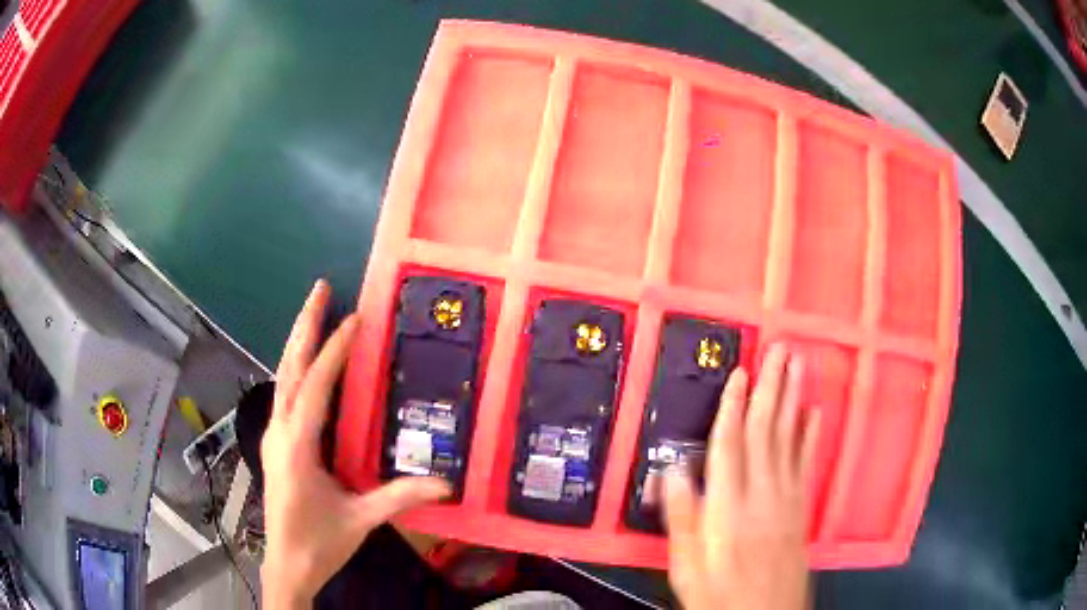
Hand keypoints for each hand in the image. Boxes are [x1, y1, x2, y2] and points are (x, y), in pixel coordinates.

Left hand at [261, 280, 449, 608]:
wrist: (286, 565)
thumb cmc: (318, 543)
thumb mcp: (360, 520)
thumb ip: (399, 497)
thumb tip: (445, 483)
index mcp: (296, 447)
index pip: (316, 386)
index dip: (335, 350)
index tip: (354, 318)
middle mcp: (279, 431)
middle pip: (289, 367)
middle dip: (304, 325)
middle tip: (320, 288)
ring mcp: (273, 435)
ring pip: (283, 376)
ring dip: (298, 341)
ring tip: (315, 311)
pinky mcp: (276, 443)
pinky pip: (286, 393)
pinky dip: (298, 366)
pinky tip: (309, 362)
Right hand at [664, 344, 819, 609]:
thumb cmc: (721, 596)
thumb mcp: (687, 568)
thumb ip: (682, 520)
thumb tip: (671, 472)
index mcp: (730, 510)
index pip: (730, 446)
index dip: (733, 406)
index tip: (739, 372)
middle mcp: (763, 496)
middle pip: (767, 432)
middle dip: (772, 387)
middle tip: (780, 349)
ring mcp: (788, 499)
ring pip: (790, 439)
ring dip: (794, 399)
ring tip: (798, 366)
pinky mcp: (803, 507)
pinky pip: (808, 463)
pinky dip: (812, 434)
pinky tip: (815, 412)